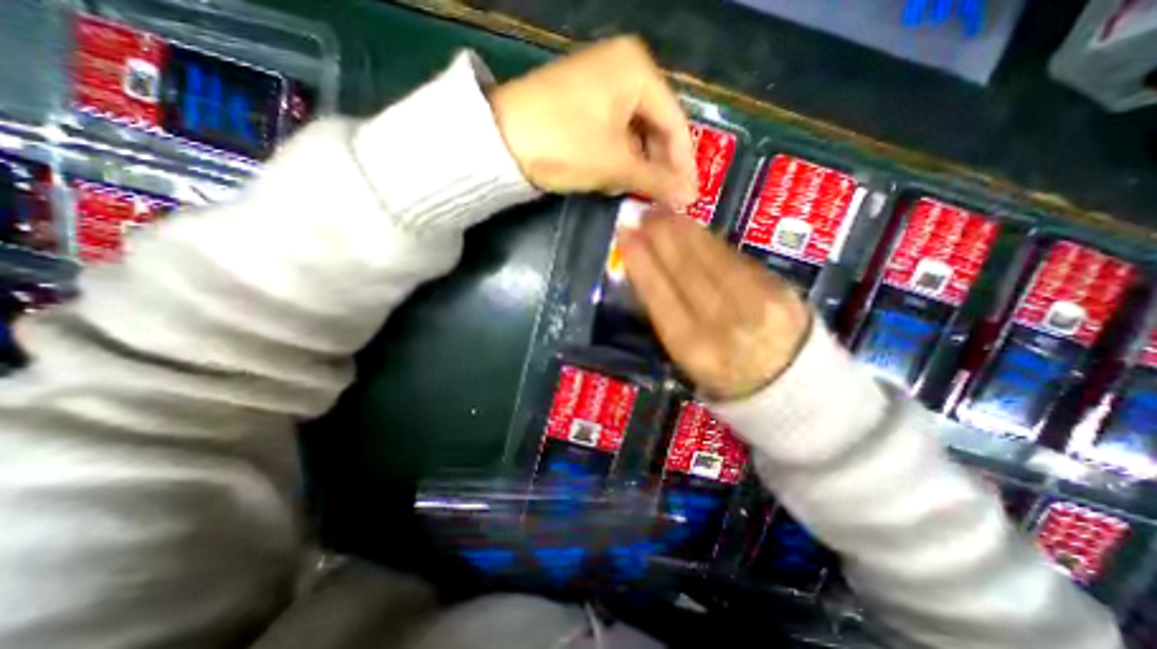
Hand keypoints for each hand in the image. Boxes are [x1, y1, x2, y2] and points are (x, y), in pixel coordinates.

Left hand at [488, 34, 694, 210]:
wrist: (499, 141)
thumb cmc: (566, 145)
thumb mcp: (615, 164)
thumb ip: (656, 180)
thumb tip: (688, 197)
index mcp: (637, 69)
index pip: (675, 122)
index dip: (684, 164)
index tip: (690, 196)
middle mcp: (621, 67)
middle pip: (654, 126)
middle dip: (657, 166)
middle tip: (663, 199)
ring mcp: (598, 83)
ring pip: (633, 132)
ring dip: (636, 165)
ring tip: (634, 191)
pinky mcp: (580, 102)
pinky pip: (612, 131)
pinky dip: (616, 157)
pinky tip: (610, 178)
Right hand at [613, 208, 812, 400]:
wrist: (795, 391)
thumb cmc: (728, 381)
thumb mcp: (687, 363)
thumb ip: (667, 320)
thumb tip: (647, 274)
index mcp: (695, 351)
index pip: (660, 296)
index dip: (641, 262)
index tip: (625, 236)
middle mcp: (724, 324)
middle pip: (685, 270)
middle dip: (660, 236)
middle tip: (643, 213)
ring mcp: (756, 303)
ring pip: (711, 257)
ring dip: (683, 230)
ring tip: (664, 212)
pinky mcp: (779, 288)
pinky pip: (735, 257)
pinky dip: (710, 239)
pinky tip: (693, 227)